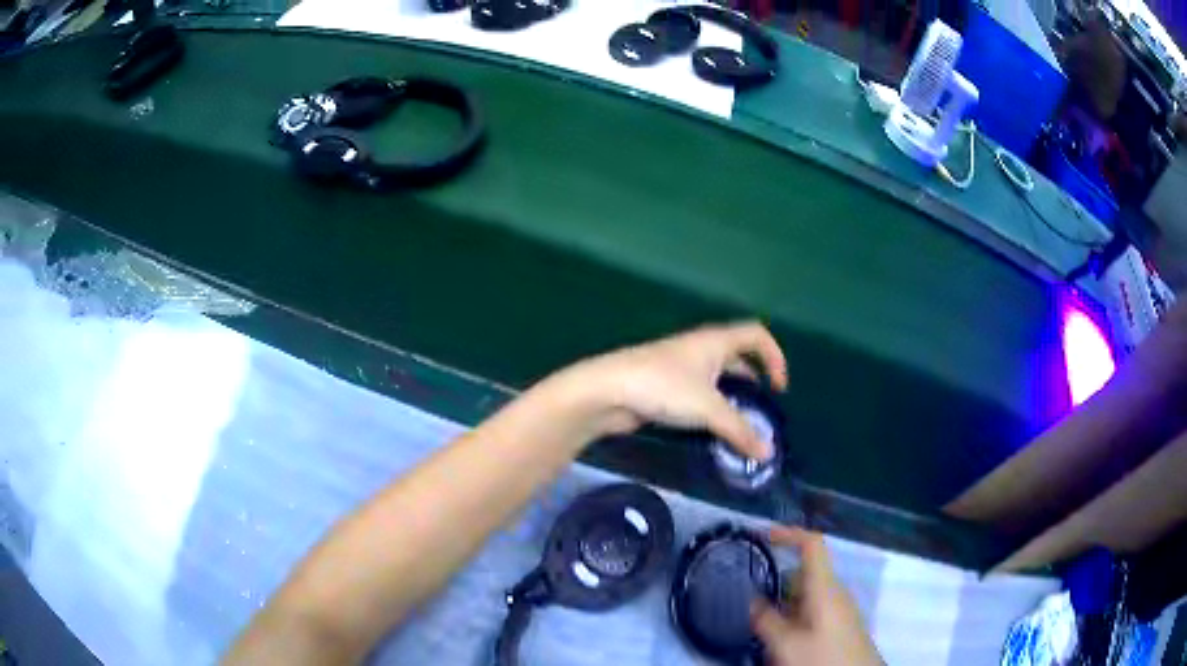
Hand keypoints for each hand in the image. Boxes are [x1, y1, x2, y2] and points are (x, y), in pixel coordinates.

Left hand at [552, 321, 787, 459]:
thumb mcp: (709, 408)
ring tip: (741, 427)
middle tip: (762, 411)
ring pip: (716, 379)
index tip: (779, 388)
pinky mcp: (664, 389)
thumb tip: (768, 454)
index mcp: (715, 342)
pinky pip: (697, 395)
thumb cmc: (662, 387)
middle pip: (737, 357)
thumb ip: (740, 430)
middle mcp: (699, 350)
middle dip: (753, 381)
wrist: (606, 392)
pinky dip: (711, 410)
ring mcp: (679, 369)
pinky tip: (712, 432)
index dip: (775, 356)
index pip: (756, 335)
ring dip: (731, 399)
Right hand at [753, 527, 882, 665]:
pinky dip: (794, 613)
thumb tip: (751, 599)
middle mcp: (836, 591)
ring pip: (808, 593)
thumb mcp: (786, 644)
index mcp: (825, 586)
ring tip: (759, 619)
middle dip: (778, 577)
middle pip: (806, 571)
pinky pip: (814, 608)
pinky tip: (780, 636)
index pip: (812, 544)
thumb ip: (766, 620)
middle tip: (749, 590)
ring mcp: (840, 608)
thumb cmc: (822, 657)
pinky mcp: (841, 624)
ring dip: (784, 600)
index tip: (762, 535)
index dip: (788, 534)